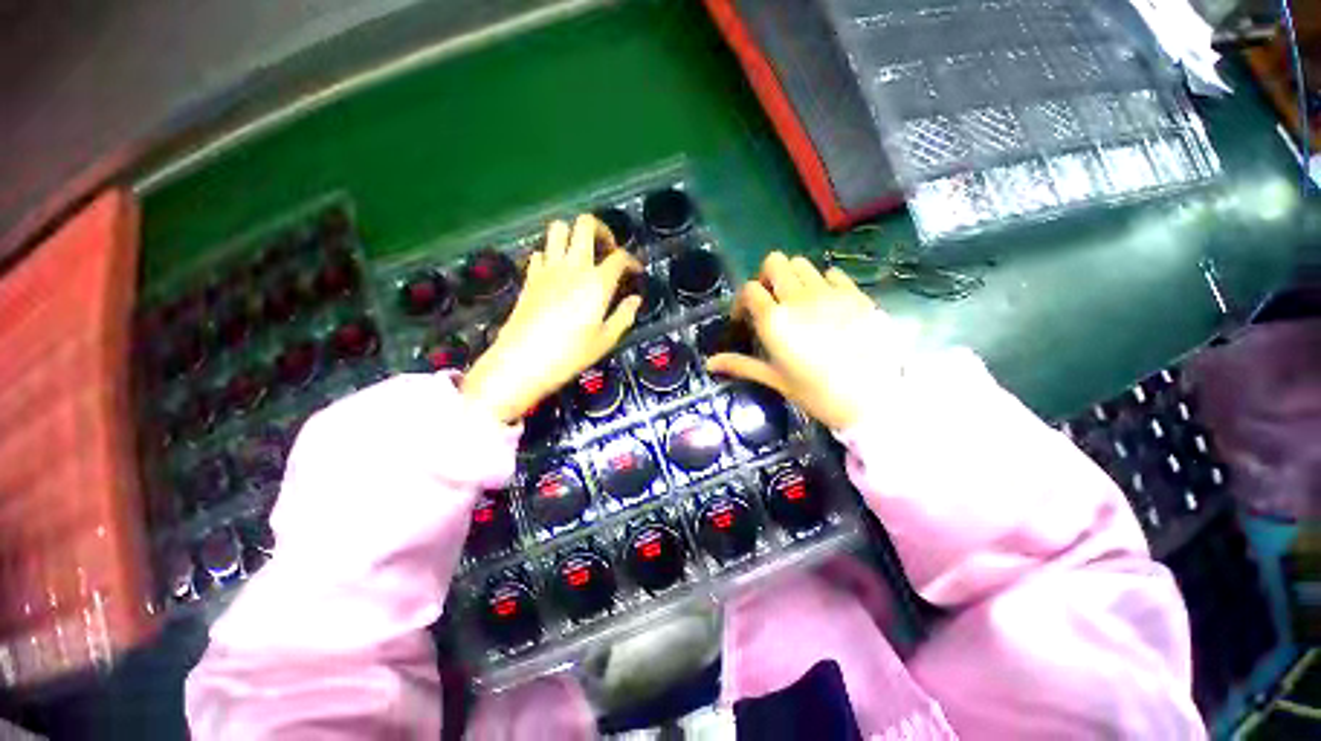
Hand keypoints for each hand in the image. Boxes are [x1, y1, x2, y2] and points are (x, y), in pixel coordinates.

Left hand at [463, 215, 641, 422]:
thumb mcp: (605, 340)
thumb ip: (624, 316)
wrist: (522, 361)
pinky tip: (558, 273)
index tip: (636, 271)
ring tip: (582, 255)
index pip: (620, 257)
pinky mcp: (530, 277)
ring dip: (573, 234)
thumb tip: (635, 300)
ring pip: (558, 228)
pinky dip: (552, 254)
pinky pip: (541, 252)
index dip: (632, 260)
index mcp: (597, 283)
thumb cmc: (569, 355)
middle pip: (585, 224)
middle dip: (602, 230)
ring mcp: (547, 269)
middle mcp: (573, 267)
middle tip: (608, 250)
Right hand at [707, 252, 881, 429]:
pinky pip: (833, 273)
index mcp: (775, 320)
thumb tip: (709, 364)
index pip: (750, 289)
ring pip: (802, 263)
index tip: (745, 318)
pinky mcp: (856, 294)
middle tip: (771, 303)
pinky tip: (827, 305)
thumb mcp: (775, 379)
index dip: (742, 301)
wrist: (874, 399)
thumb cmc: (817, 393)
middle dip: (767, 279)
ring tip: (798, 302)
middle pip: (775, 262)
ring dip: (793, 277)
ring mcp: (830, 292)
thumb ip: (741, 365)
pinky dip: (823, 282)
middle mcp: (799, 298)